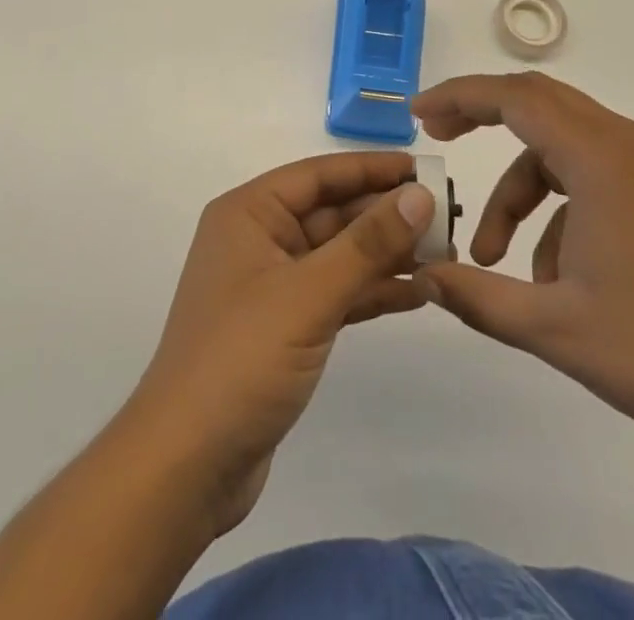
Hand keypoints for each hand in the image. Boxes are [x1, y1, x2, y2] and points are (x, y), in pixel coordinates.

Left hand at [122, 152, 435, 536]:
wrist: (187, 465)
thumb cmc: (241, 359)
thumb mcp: (309, 294)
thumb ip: (367, 243)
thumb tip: (418, 195)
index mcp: (249, 214)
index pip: (318, 175)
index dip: (370, 168)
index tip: (423, 168)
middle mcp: (258, 239)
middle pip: (331, 213)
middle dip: (385, 215)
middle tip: (446, 217)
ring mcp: (271, 285)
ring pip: (338, 255)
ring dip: (385, 255)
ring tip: (444, 255)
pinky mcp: (284, 327)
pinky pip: (336, 293)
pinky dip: (372, 291)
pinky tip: (417, 294)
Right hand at [411, 73, 633, 462]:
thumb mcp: (555, 329)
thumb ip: (479, 298)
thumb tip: (424, 276)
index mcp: (598, 157)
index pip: (513, 97)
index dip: (459, 97)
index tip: (418, 115)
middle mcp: (624, 144)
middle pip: (537, 104)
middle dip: (481, 117)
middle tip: (437, 138)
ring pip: (560, 148)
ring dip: (519, 189)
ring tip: (497, 261)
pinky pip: (590, 176)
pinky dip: (556, 209)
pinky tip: (553, 277)